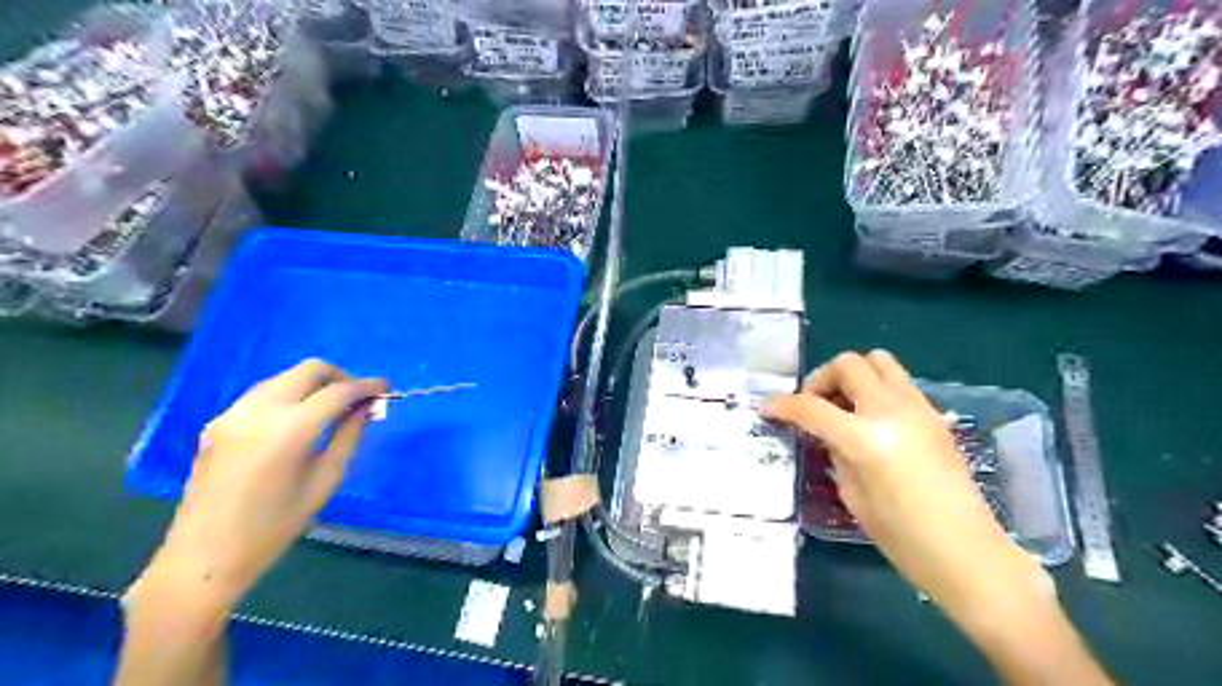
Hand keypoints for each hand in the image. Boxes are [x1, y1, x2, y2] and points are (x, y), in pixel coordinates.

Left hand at [132, 360, 382, 610]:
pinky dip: (288, 395)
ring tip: (332, 407)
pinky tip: (298, 419)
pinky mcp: (217, 423)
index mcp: (290, 430)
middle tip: (359, 397)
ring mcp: (232, 415)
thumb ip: (350, 436)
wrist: (204, 557)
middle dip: (340, 377)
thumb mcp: (325, 481)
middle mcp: (259, 412)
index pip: (338, 391)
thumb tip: (368, 407)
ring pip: (284, 377)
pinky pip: (262, 394)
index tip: (386, 387)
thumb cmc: (275, 527)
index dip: (367, 386)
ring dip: (313, 384)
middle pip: (309, 370)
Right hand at [761, 355, 1038, 621]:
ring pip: (878, 360)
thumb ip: (835, 452)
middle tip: (813, 405)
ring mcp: (918, 408)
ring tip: (842, 405)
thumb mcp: (852, 495)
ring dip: (852, 375)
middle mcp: (893, 411)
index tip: (766, 408)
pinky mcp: (933, 414)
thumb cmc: (902, 538)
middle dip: (821, 379)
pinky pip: (897, 381)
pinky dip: (874, 388)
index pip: (812, 407)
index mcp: (867, 438)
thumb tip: (826, 431)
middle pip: (848, 364)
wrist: (967, 553)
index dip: (783, 405)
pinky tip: (869, 418)